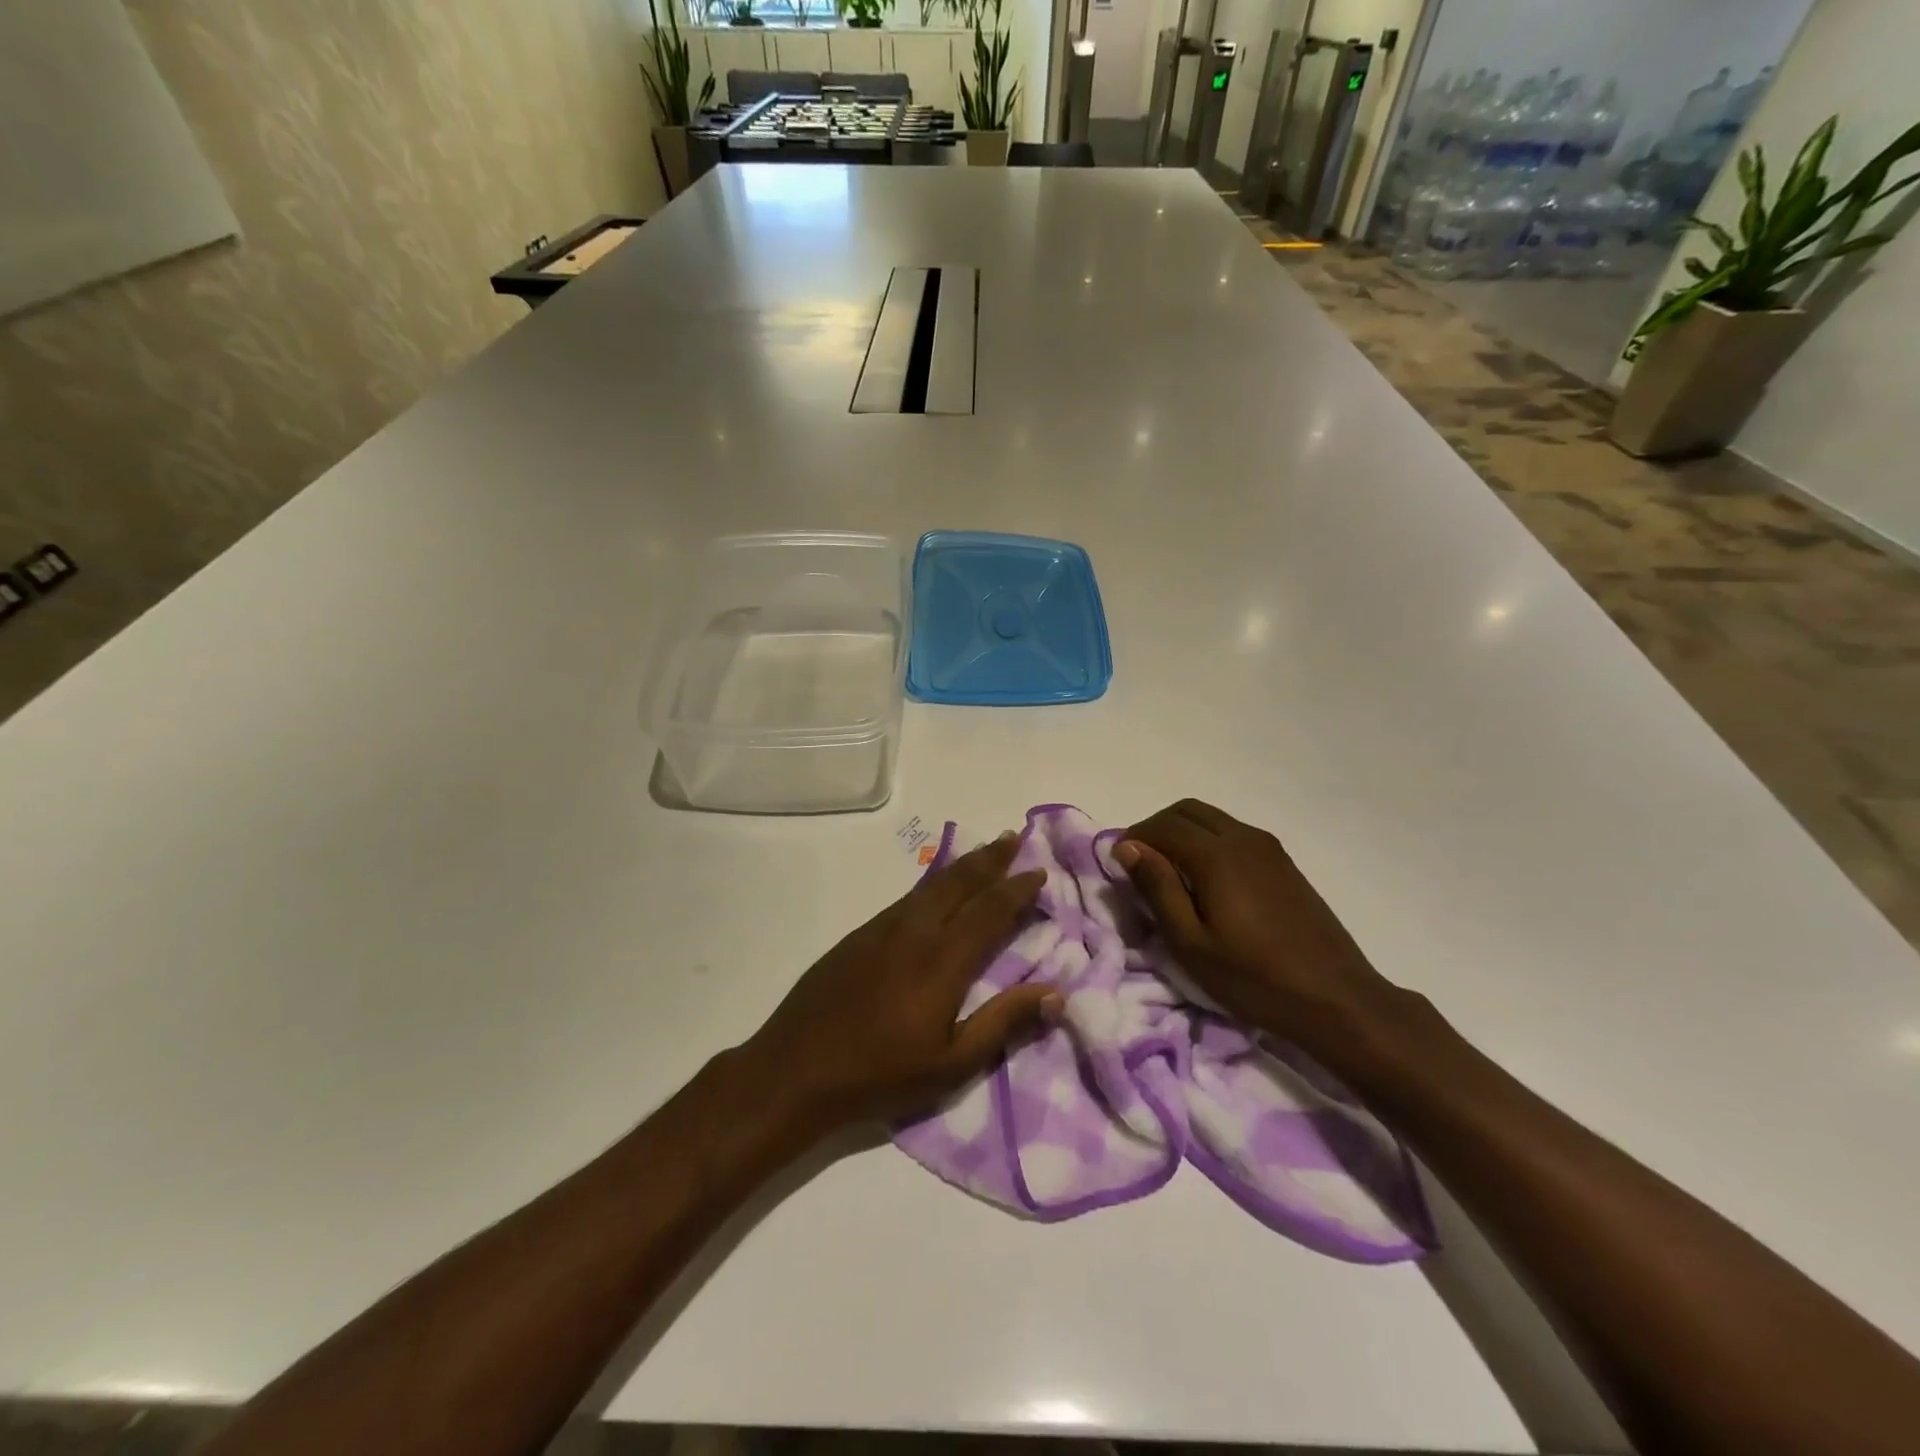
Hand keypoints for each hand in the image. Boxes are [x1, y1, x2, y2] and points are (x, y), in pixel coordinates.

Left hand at [740, 833, 1060, 1135]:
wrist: (796, 1068)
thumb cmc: (880, 1075)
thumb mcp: (952, 1064)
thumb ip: (1003, 1022)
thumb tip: (1055, 993)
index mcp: (942, 960)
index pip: (989, 911)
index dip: (1016, 889)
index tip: (1038, 871)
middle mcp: (914, 931)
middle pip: (959, 882)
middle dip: (990, 858)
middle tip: (1013, 838)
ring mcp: (882, 928)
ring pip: (931, 885)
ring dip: (962, 865)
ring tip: (985, 852)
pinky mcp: (859, 935)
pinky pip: (907, 897)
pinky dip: (932, 883)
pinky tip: (937, 888)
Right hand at [1115, 800, 1404, 1057]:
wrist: (1337, 999)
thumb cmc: (1254, 978)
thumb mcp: (1191, 943)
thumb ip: (1158, 888)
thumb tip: (1127, 847)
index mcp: (1217, 855)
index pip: (1162, 826)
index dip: (1134, 839)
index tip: (1118, 866)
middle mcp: (1243, 838)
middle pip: (1186, 811)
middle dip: (1156, 829)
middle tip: (1141, 866)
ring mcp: (1268, 848)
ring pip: (1212, 819)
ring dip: (1182, 833)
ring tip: (1170, 874)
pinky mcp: (1284, 863)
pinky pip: (1234, 834)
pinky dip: (1208, 841)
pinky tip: (1207, 882)